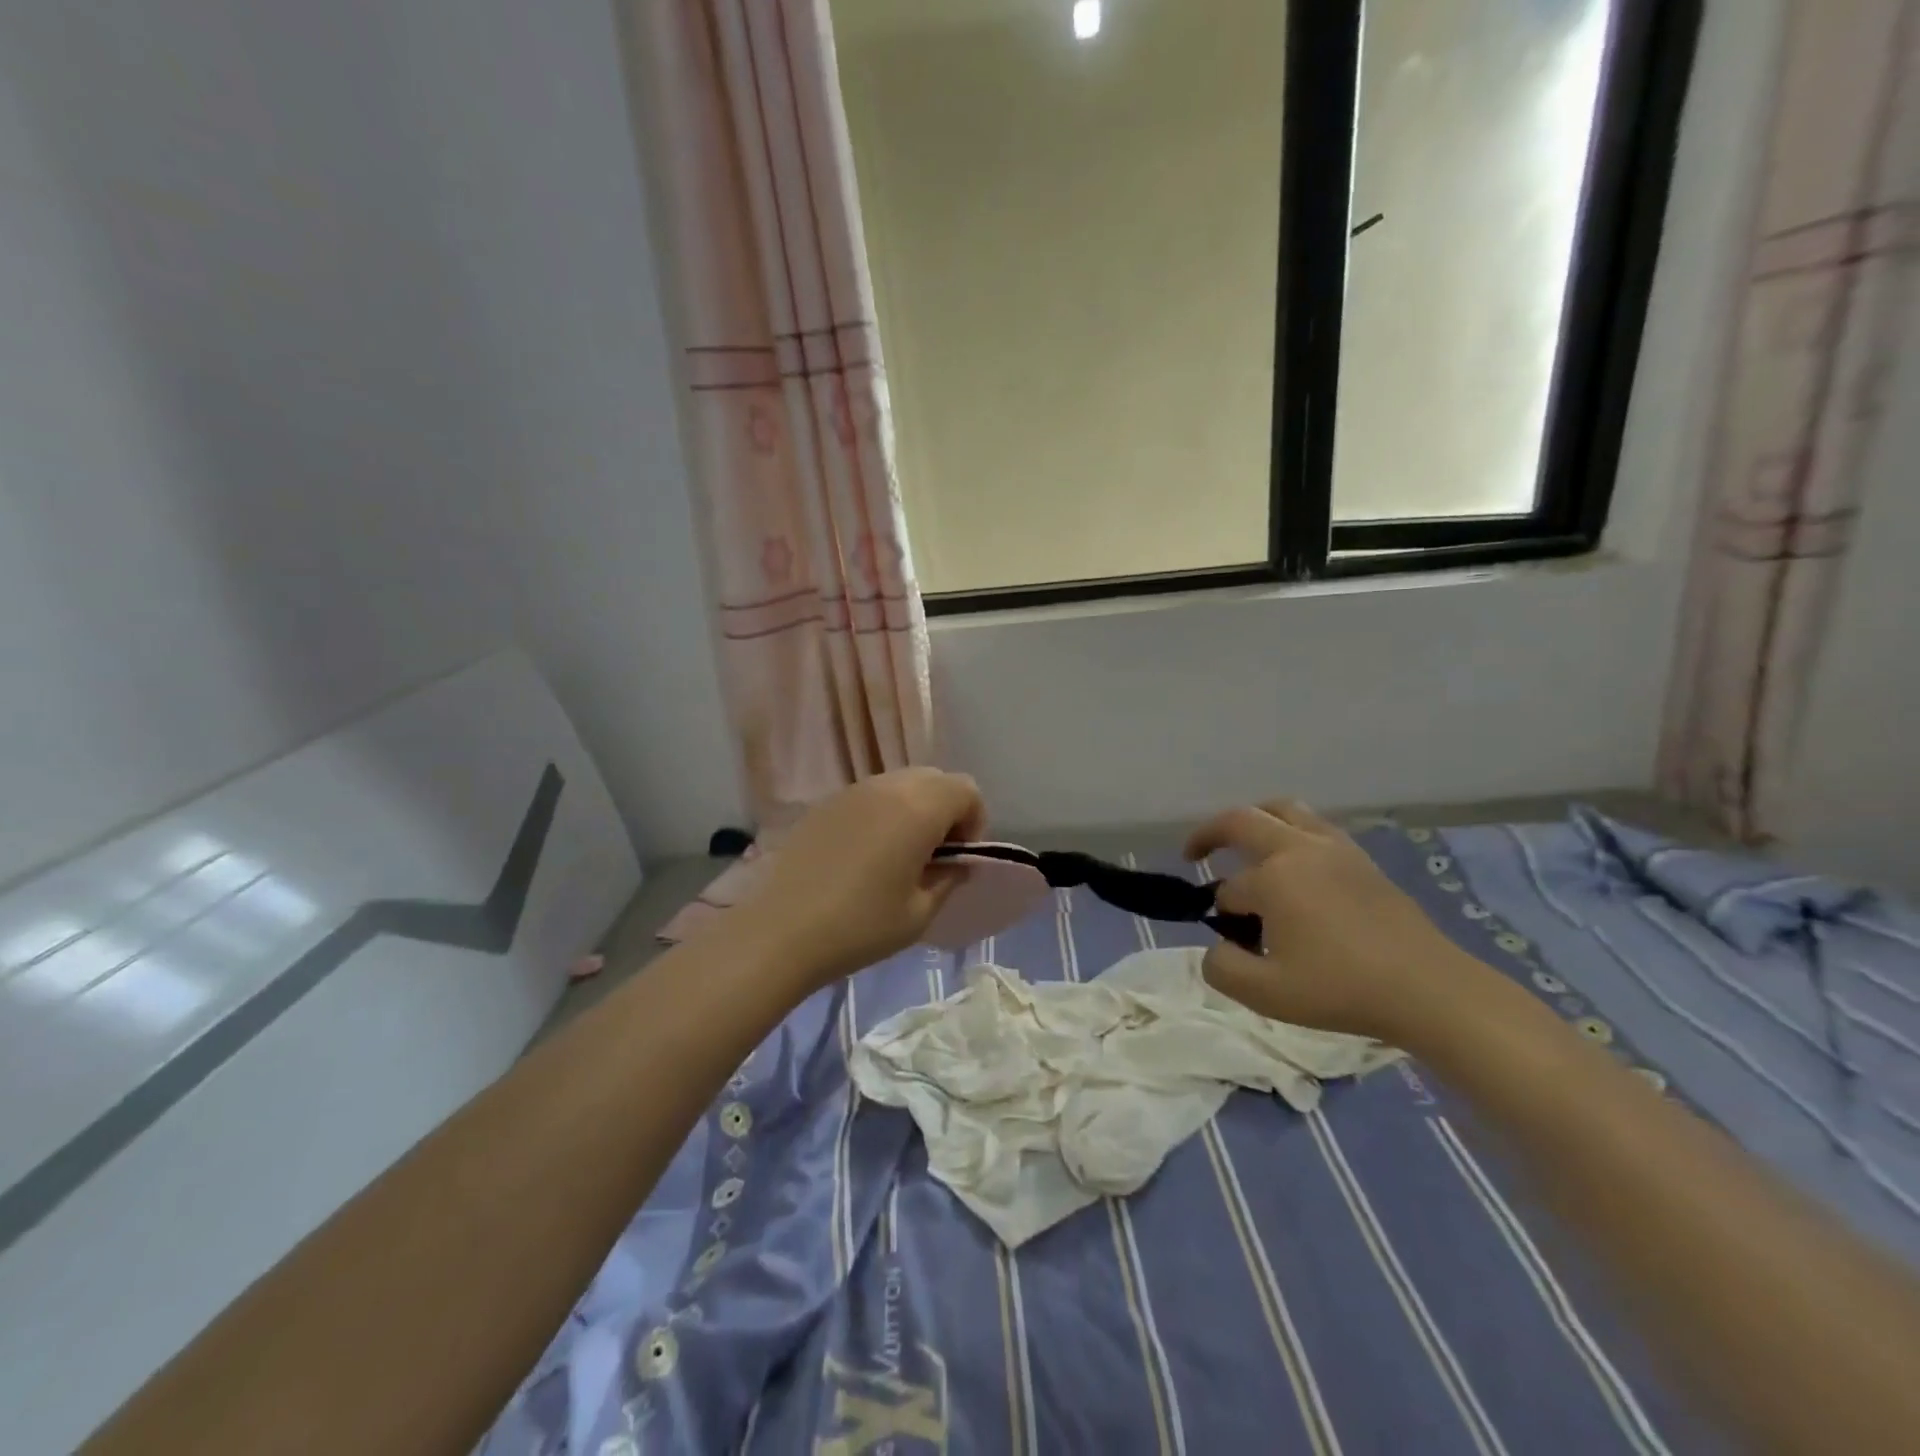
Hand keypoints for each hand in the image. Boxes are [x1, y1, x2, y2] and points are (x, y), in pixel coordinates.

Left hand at [743, 769, 985, 985]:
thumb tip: (956, 863)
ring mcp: (852, 791)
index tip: (959, 858)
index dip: (974, 822)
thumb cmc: (861, 926)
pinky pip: (869, 796)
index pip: (966, 790)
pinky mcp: (825, 804)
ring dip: (913, 809)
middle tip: (934, 855)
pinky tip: (864, 855)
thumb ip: (948, 879)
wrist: (781, 932)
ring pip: (901, 783)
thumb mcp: (920, 913)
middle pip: (935, 779)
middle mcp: (888, 787)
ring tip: (898, 855)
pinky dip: (882, 814)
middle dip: (946, 810)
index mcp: (919, 808)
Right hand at [1185, 799, 1501, 1046]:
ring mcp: (1334, 848)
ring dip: (1254, 820)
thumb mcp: (1267, 994)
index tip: (1234, 940)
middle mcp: (1299, 849)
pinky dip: (1290, 830)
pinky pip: (1314, 825)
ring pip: (1283, 810)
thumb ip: (1222, 968)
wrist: (1428, 989)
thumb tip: (1217, 947)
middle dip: (1210, 833)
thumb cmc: (1342, 989)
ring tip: (1245, 844)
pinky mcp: (1361, 858)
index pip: (1229, 890)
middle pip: (1242, 820)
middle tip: (1194, 852)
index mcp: (1273, 878)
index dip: (1223, 914)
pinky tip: (1294, 861)